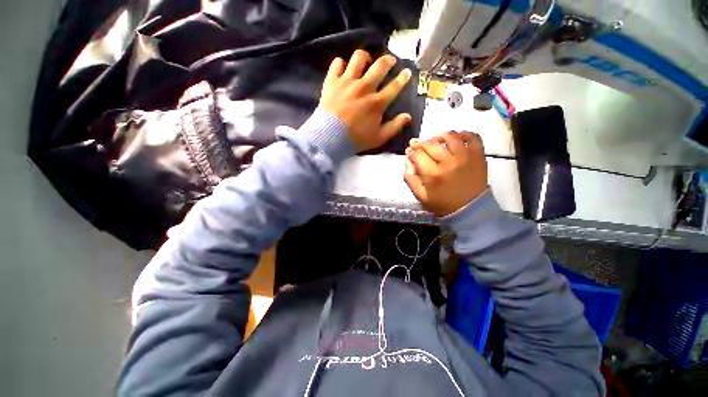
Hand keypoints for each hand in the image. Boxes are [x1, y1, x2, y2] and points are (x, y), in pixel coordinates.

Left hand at [320, 50, 412, 151]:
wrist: (330, 137)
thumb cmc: (355, 139)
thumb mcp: (379, 138)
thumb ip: (394, 127)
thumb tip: (408, 116)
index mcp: (377, 102)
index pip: (394, 86)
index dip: (403, 78)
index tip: (407, 72)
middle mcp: (365, 87)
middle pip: (380, 65)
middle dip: (389, 60)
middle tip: (390, 61)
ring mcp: (347, 82)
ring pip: (359, 57)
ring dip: (365, 58)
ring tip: (366, 62)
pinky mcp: (332, 81)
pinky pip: (337, 63)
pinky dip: (341, 64)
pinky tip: (343, 69)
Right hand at [404, 131, 487, 216]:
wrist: (470, 210)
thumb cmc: (442, 204)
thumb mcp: (420, 196)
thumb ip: (410, 178)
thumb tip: (407, 160)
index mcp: (432, 174)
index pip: (417, 154)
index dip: (411, 151)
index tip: (410, 152)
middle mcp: (447, 162)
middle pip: (430, 143)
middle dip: (420, 143)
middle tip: (418, 145)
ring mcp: (465, 156)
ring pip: (450, 136)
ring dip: (440, 135)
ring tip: (436, 140)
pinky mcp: (478, 155)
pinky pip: (472, 137)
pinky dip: (464, 133)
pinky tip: (457, 137)